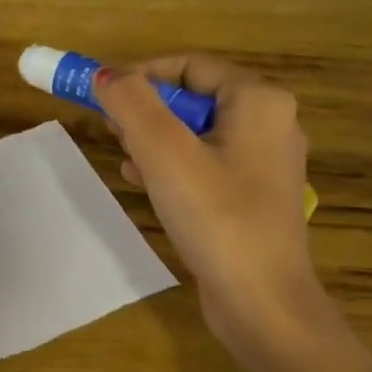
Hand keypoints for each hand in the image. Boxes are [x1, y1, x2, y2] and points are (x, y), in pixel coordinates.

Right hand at [94, 57, 371, 371]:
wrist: (262, 305)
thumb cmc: (216, 217)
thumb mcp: (165, 153)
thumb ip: (132, 104)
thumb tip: (106, 74)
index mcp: (260, 101)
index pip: (189, 66)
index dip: (141, 74)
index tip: (101, 94)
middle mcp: (270, 124)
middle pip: (193, 98)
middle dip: (146, 109)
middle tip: (109, 128)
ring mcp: (264, 163)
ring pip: (196, 132)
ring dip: (154, 138)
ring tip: (123, 156)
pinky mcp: (254, 196)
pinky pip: (206, 163)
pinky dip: (172, 165)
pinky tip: (143, 182)